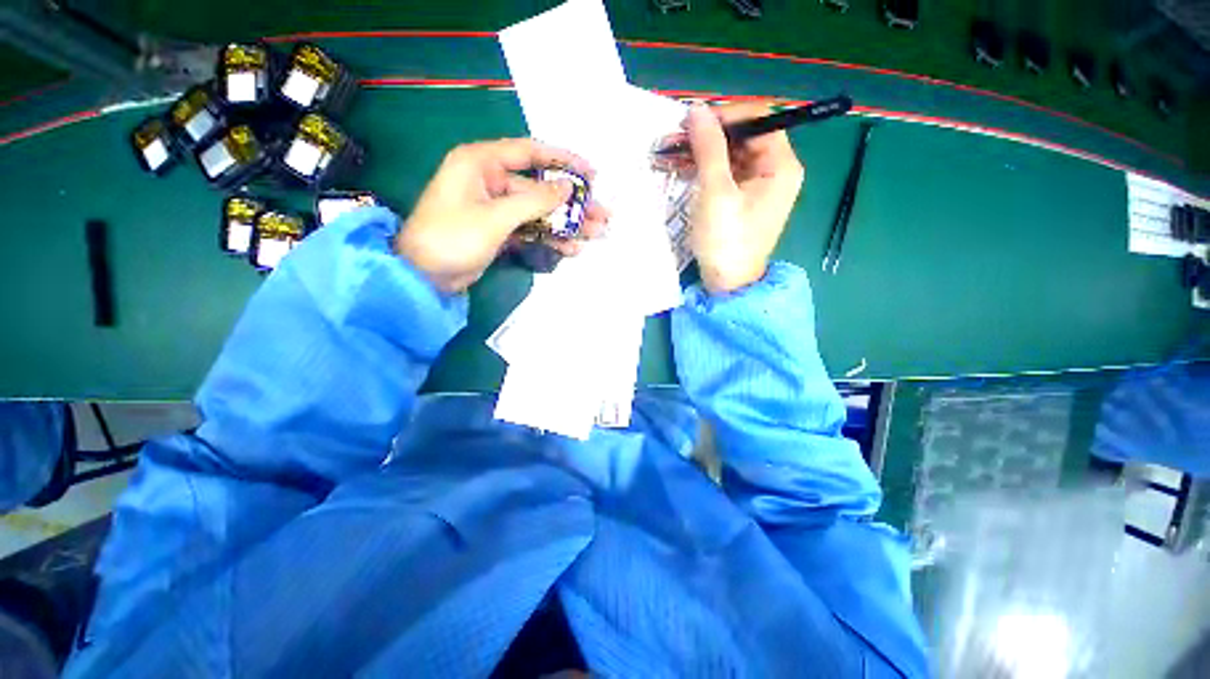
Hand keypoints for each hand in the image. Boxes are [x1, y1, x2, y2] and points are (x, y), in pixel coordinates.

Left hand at [396, 139, 609, 292]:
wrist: (424, 276)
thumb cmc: (453, 237)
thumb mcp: (496, 217)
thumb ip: (535, 201)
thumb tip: (568, 188)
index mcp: (482, 163)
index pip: (530, 153)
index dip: (563, 160)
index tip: (592, 173)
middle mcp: (491, 180)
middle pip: (541, 188)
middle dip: (572, 203)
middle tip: (602, 214)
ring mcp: (496, 208)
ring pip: (539, 212)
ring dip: (566, 224)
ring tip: (595, 234)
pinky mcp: (500, 230)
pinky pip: (531, 230)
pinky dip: (550, 239)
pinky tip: (571, 249)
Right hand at [683, 103, 803, 293]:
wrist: (727, 283)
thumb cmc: (726, 239)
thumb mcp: (716, 192)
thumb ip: (709, 148)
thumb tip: (696, 110)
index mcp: (780, 165)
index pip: (758, 119)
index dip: (726, 116)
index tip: (693, 124)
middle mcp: (775, 170)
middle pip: (744, 137)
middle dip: (709, 136)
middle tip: (676, 140)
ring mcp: (759, 186)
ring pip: (731, 155)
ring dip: (702, 153)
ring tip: (671, 154)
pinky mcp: (743, 200)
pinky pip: (726, 174)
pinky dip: (705, 169)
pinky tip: (683, 169)